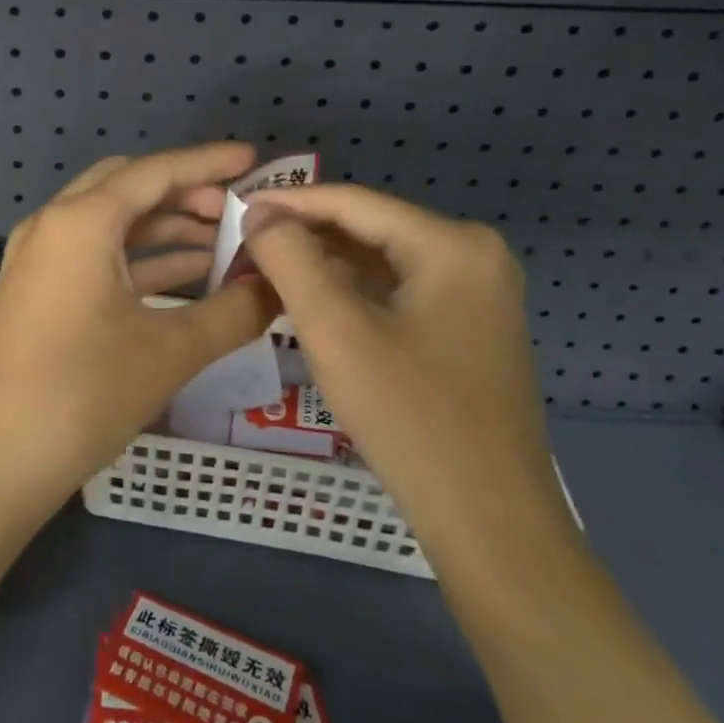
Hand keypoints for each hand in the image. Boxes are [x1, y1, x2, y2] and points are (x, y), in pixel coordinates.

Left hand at [0, 144, 278, 522]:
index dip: (208, 163)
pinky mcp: (37, 291)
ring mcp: (39, 258)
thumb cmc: (84, 394)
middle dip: (184, 193)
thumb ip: (234, 312)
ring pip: (111, 223)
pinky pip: (95, 256)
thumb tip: (279, 288)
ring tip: (224, 243)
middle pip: (128, 187)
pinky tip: (186, 276)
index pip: (155, 172)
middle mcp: (54, 225)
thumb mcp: (171, 351)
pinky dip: (140, 259)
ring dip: (164, 228)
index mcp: (81, 221)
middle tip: (237, 209)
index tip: (254, 160)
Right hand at [240, 184, 571, 562]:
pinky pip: (397, 290)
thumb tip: (259, 213)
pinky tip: (310, 300)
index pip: (355, 202)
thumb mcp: (336, 331)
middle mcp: (474, 255)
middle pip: (369, 228)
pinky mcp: (468, 325)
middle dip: (304, 234)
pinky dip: (351, 291)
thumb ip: (291, 259)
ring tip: (264, 269)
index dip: (289, 201)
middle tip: (243, 244)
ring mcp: (477, 292)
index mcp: (453, 244)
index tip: (234, 207)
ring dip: (323, 263)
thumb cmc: (410, 418)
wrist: (489, 521)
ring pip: (380, 260)